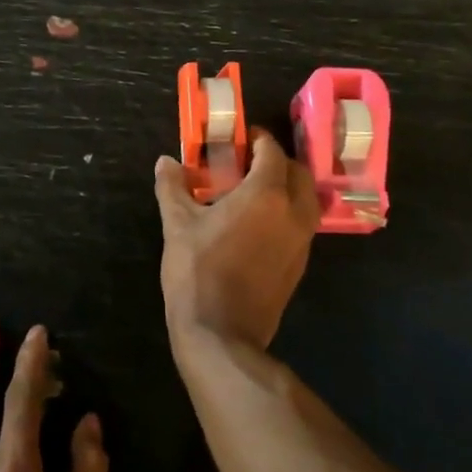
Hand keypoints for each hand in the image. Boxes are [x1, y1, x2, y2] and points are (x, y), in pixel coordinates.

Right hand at [154, 130, 319, 348]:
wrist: (222, 333)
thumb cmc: (198, 272)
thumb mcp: (178, 225)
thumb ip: (173, 187)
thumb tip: (165, 161)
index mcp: (266, 194)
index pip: (272, 152)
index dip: (257, 140)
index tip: (240, 138)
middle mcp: (293, 212)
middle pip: (297, 171)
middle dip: (276, 161)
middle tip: (247, 163)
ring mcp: (302, 240)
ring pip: (306, 198)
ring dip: (287, 186)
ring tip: (254, 190)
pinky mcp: (300, 263)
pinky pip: (302, 224)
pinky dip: (287, 212)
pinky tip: (259, 222)